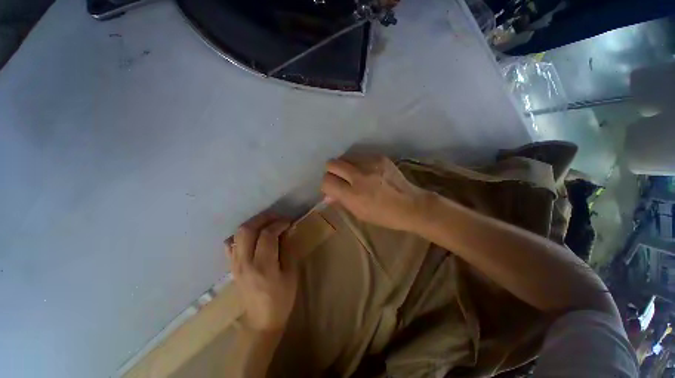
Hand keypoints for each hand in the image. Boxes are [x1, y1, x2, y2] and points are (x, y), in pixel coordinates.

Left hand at [227, 213, 297, 331]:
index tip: (289, 221)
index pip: (267, 234)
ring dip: (253, 223)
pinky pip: (231, 244)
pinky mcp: (232, 267)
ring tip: (267, 223)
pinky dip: (242, 235)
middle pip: (247, 230)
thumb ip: (288, 249)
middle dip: (263, 218)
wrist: (261, 321)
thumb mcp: (291, 273)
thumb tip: (286, 231)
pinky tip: (253, 236)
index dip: (279, 223)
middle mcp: (245, 262)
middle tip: (277, 217)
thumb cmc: (282, 298)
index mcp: (263, 265)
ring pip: (237, 234)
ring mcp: (235, 264)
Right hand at [320, 156, 426, 230]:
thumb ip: (341, 201)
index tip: (331, 188)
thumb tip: (327, 195)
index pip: (327, 181)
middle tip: (340, 179)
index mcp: (353, 195)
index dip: (326, 184)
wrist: (411, 205)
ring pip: (345, 157)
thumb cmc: (383, 215)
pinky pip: (359, 156)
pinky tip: (367, 172)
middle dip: (331, 171)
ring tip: (354, 175)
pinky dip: (358, 163)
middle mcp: (359, 176)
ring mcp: (370, 164)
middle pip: (332, 163)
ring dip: (345, 166)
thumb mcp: (359, 213)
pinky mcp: (380, 157)